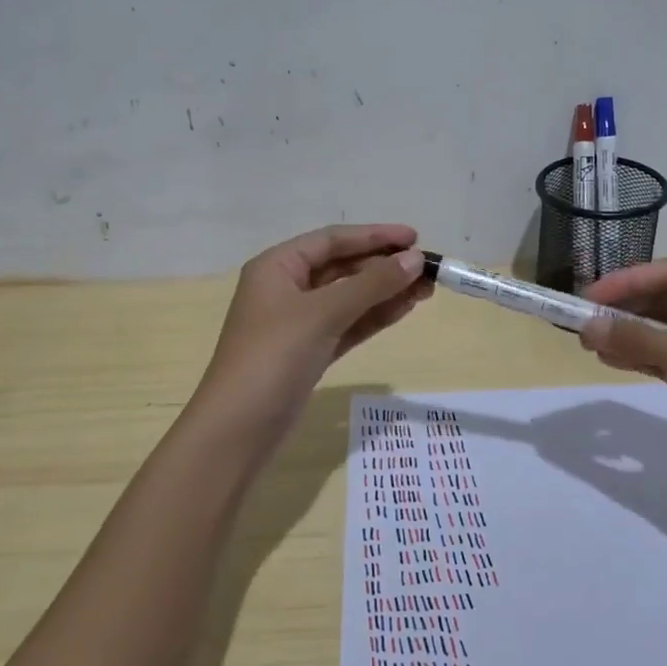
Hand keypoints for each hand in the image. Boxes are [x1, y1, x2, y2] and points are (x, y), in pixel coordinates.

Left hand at [193, 224, 429, 444]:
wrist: (239, 429)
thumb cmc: (274, 356)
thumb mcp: (323, 313)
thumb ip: (371, 284)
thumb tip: (414, 259)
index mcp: (277, 267)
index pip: (332, 240)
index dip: (374, 236)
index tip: (415, 237)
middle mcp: (286, 288)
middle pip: (342, 267)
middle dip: (384, 266)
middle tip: (427, 269)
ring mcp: (298, 323)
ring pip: (349, 298)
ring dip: (385, 292)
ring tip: (426, 289)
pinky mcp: (310, 352)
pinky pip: (348, 324)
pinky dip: (374, 317)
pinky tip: (404, 309)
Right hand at [577, 259, 666, 494]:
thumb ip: (643, 343)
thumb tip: (587, 328)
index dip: (628, 282)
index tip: (588, 297)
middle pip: (666, 300)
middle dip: (625, 309)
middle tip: (583, 323)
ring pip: (664, 330)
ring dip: (630, 334)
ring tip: (589, 343)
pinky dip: (642, 358)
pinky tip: (613, 360)